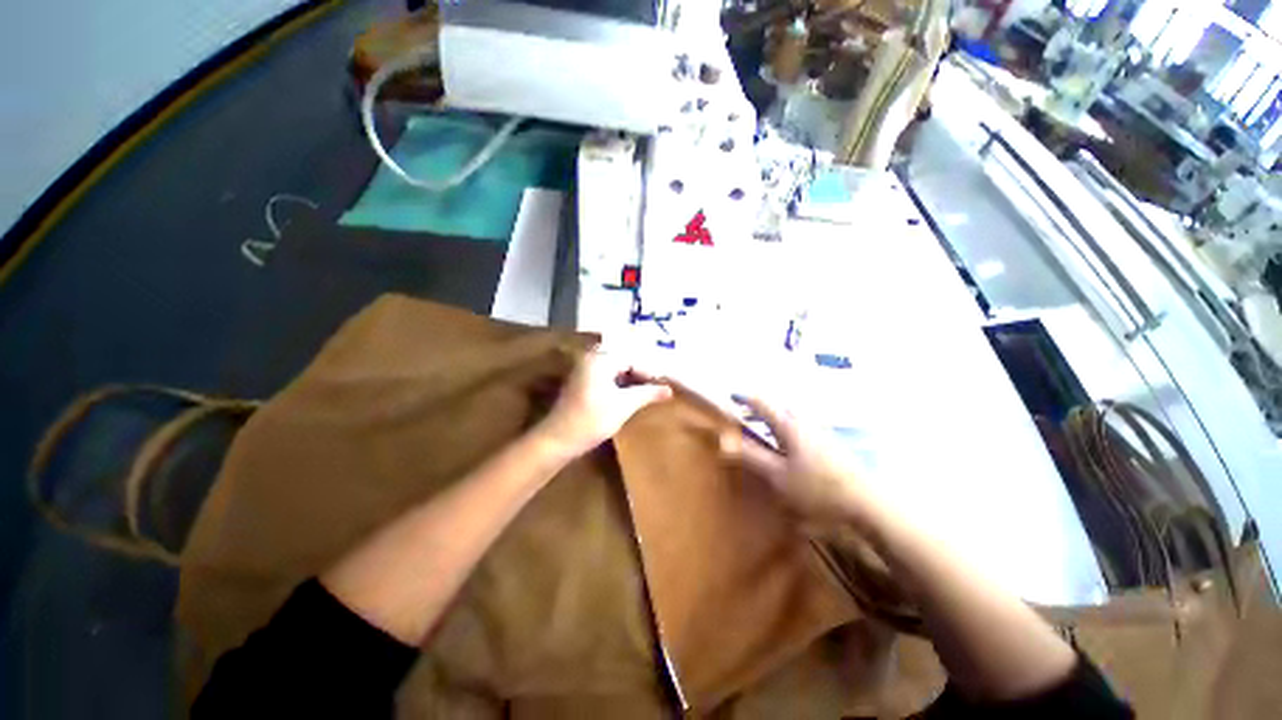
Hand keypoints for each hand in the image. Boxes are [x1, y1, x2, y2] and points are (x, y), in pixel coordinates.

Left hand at [536, 347, 672, 457]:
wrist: (558, 440)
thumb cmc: (592, 420)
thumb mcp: (624, 405)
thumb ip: (647, 393)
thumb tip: (669, 389)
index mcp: (600, 359)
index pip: (632, 357)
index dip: (649, 371)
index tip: (664, 384)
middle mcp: (591, 358)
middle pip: (624, 359)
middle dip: (642, 371)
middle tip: (659, 384)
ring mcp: (585, 369)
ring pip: (616, 367)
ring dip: (632, 377)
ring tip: (648, 390)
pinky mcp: (583, 381)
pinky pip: (608, 374)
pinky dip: (621, 382)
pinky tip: (632, 393)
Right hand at [719, 396, 886, 528]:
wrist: (867, 504)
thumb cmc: (817, 489)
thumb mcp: (777, 476)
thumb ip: (751, 456)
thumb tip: (725, 439)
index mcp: (789, 424)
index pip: (762, 402)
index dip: (744, 398)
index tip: (731, 396)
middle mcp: (805, 421)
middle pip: (777, 406)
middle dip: (759, 407)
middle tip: (743, 413)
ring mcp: (820, 431)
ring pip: (790, 416)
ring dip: (772, 417)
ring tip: (760, 427)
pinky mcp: (829, 443)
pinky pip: (800, 425)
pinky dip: (785, 427)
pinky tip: (786, 444)